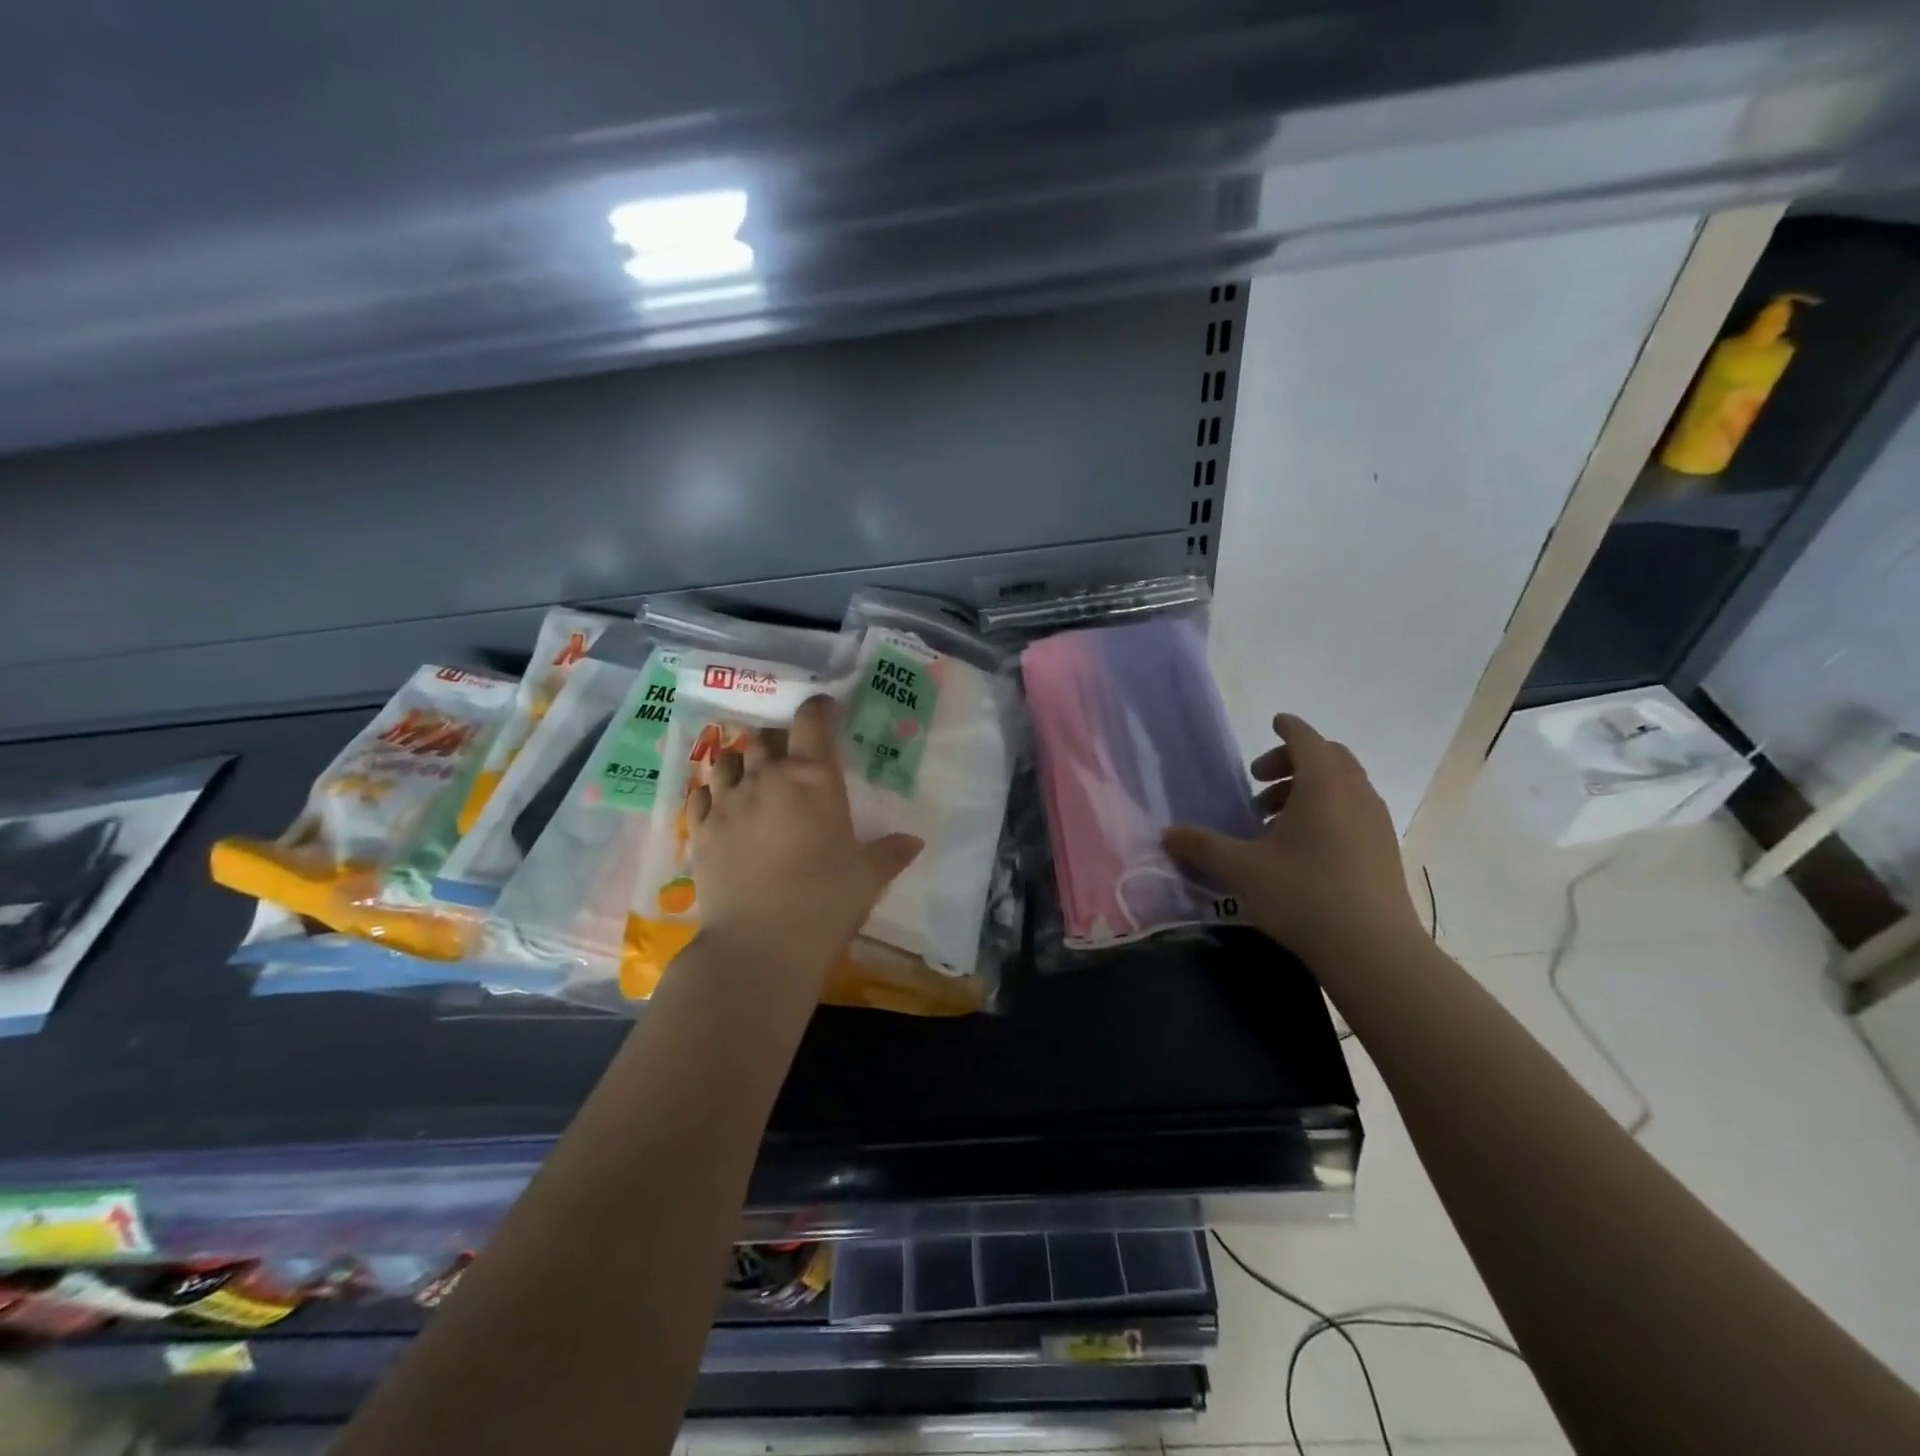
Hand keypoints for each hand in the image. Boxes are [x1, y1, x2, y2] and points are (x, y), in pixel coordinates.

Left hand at [687, 695, 921, 983]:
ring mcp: (727, 801)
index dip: (818, 708)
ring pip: (728, 759)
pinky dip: (712, 792)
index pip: (812, 720)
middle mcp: (767, 777)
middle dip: (779, 740)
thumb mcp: (867, 877)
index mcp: (814, 778)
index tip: (825, 710)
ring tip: (753, 777)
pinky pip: (701, 793)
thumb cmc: (825, 902)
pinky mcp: (700, 828)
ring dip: (742, 762)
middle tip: (791, 758)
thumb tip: (914, 842)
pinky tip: (721, 806)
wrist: (760, 944)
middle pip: (766, 737)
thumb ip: (890, 853)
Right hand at [1163, 713, 1422, 964]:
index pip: (1306, 738)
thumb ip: (1202, 846)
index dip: (1288, 728)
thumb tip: (1167, 833)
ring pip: (1344, 785)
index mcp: (1322, 785)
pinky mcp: (1385, 848)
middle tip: (1260, 784)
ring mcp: (1376, 821)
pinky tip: (1303, 847)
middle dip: (1293, 761)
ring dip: (1309, 788)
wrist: (1373, 950)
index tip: (1273, 723)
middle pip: (1328, 757)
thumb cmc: (1304, 895)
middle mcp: (1355, 793)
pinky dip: (1328, 810)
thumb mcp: (1242, 869)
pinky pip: (1355, 809)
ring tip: (1275, 820)